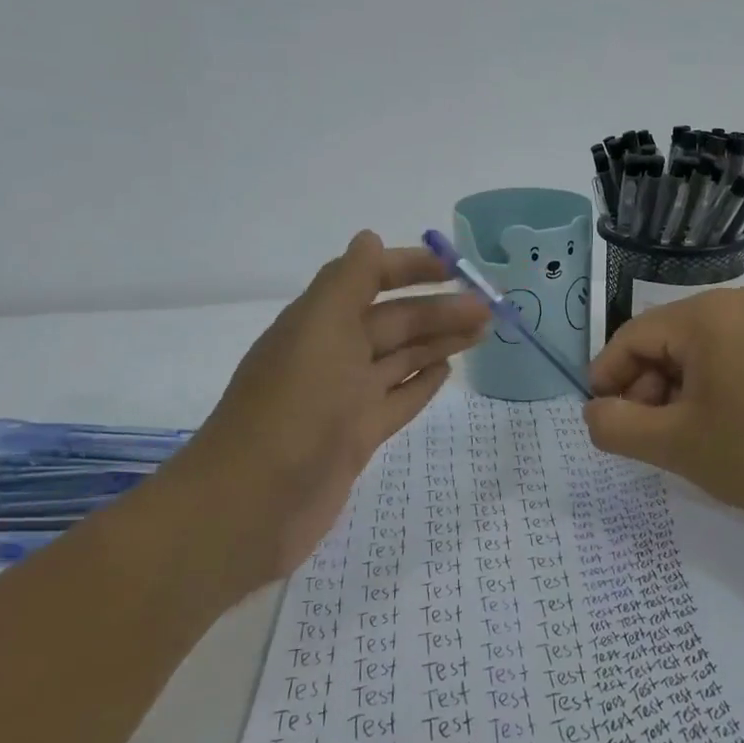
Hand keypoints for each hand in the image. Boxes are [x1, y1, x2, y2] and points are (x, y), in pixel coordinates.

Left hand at [177, 231, 488, 574]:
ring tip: (482, 332)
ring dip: (439, 342)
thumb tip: (367, 237)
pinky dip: (421, 384)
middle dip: (438, 309)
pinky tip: (446, 373)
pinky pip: (397, 400)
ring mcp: (345, 399)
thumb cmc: (294, 406)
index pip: (368, 279)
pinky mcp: (356, 437)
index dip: (409, 268)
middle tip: (489, 308)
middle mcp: (332, 354)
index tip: (455, 267)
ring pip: (401, 359)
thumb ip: (347, 281)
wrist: (254, 505)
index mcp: (320, 322)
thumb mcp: (320, 329)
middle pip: (393, 322)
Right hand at [583, 287, 743, 515]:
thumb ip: (617, 426)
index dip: (607, 378)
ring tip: (679, 438)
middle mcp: (733, 305)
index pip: (631, 337)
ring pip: (692, 352)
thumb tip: (594, 411)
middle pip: (662, 341)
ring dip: (672, 392)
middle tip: (645, 437)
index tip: (601, 419)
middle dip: (643, 389)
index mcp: (704, 315)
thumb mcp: (675, 443)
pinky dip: (705, 388)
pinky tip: (712, 427)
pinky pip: (724, 357)